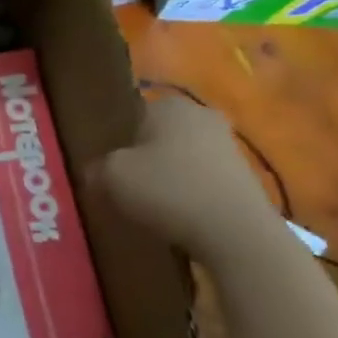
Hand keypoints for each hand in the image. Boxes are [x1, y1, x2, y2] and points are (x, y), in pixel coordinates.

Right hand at [90, 96, 277, 258]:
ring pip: (180, 158)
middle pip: (157, 136)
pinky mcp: (244, 176)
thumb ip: (95, 168)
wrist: (236, 233)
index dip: (115, 140)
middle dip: (142, 158)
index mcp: (169, 104)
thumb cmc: (168, 190)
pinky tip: (177, 217)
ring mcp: (228, 145)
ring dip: (166, 178)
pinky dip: (188, 194)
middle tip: (123, 186)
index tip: (106, 166)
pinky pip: (202, 180)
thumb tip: (93, 171)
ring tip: (149, 206)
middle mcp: (201, 115)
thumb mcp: (111, 176)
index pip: (130, 114)